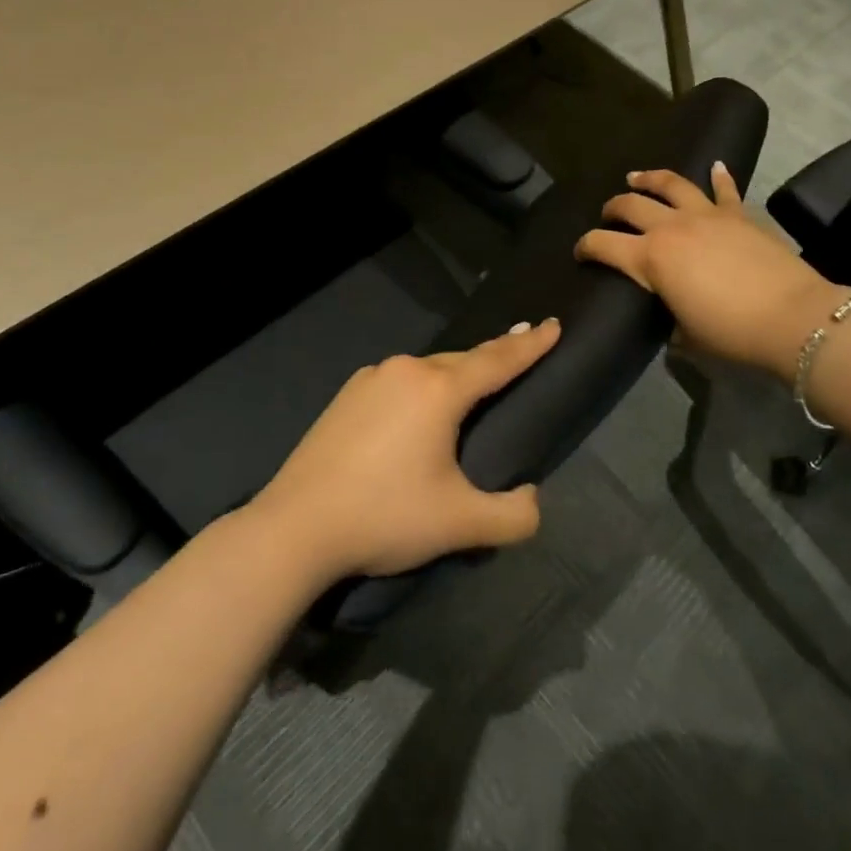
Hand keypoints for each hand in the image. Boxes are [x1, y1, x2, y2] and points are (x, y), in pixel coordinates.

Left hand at [252, 319, 559, 579]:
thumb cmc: (384, 516)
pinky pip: (399, 381)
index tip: (554, 324)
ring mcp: (370, 379)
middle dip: (494, 355)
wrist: (295, 527)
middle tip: (521, 348)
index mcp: (439, 390)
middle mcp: (406, 371)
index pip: (497, 360)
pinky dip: (422, 386)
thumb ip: (512, 516)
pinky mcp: (346, 396)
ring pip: (427, 369)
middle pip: (462, 359)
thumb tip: (533, 501)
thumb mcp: (459, 524)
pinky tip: (417, 408)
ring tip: (473, 383)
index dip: (530, 345)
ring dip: (455, 373)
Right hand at [575, 163, 848, 380]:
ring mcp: (706, 215)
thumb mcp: (687, 334)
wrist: (792, 317)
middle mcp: (671, 227)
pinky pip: (725, 189)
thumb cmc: (731, 332)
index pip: (603, 245)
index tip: (581, 251)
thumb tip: (672, 320)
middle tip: (608, 214)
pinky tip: (714, 165)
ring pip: (670, 184)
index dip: (586, 246)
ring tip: (636, 176)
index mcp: (650, 259)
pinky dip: (718, 176)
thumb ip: (671, 319)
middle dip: (613, 208)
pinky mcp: (738, 214)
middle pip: (630, 205)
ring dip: (650, 178)